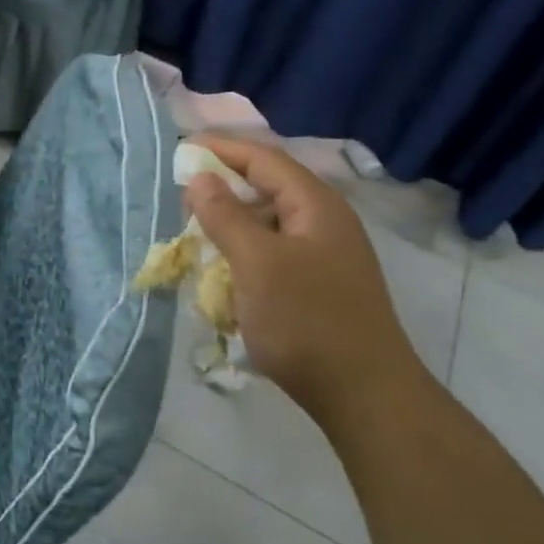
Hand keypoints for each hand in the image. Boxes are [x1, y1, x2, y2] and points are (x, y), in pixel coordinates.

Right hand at [185, 136, 425, 424]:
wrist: (363, 394)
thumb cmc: (306, 321)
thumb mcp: (256, 263)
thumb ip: (225, 216)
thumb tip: (199, 176)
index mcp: (315, 205)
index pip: (264, 159)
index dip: (221, 149)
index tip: (180, 149)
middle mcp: (324, 221)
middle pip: (268, 187)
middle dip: (224, 186)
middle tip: (181, 194)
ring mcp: (325, 255)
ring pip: (269, 223)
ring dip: (232, 222)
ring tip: (196, 231)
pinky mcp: (319, 284)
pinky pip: (274, 252)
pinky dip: (245, 252)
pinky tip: (224, 270)